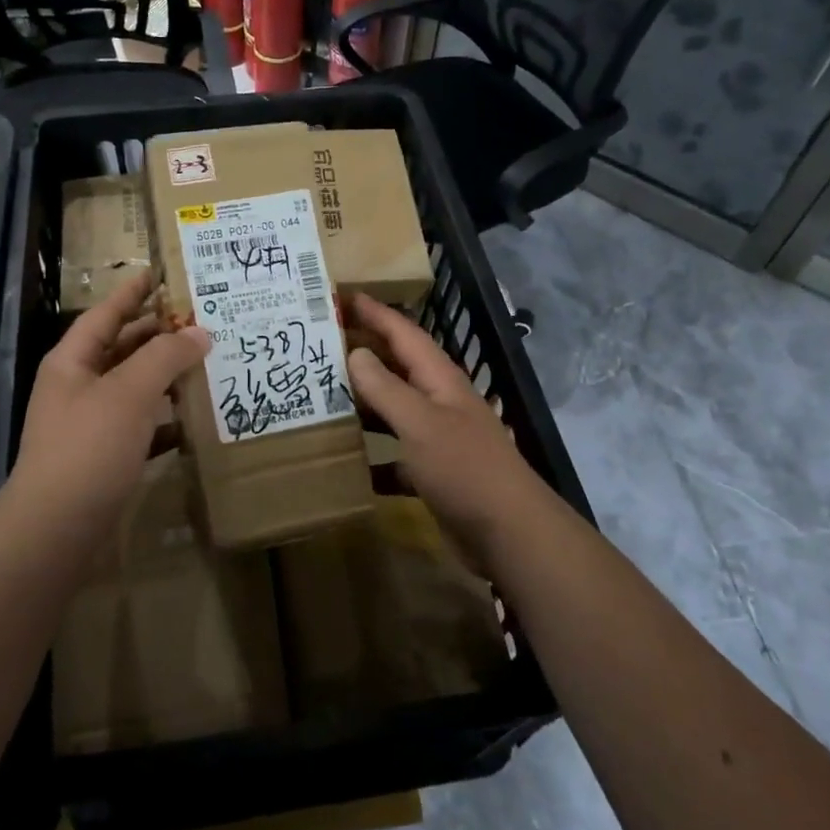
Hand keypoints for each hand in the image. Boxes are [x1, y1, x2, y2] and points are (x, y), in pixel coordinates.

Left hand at [10, 270, 208, 522]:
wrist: (57, 527)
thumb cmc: (89, 447)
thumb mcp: (129, 392)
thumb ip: (165, 357)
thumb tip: (200, 332)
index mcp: (73, 362)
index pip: (105, 315)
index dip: (131, 293)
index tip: (157, 273)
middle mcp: (78, 387)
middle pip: (121, 349)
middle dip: (157, 334)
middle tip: (198, 319)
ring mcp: (89, 424)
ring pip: (133, 387)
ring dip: (165, 376)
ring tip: (205, 362)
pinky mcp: (104, 457)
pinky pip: (140, 426)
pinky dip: (165, 419)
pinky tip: (193, 420)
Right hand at [345, 293, 549, 550]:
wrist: (509, 533)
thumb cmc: (464, 468)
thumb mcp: (421, 422)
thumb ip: (386, 388)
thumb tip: (356, 353)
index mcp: (439, 380)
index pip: (403, 333)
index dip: (375, 312)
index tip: (341, 295)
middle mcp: (438, 402)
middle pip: (396, 368)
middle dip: (363, 352)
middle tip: (320, 343)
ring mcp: (437, 439)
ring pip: (393, 411)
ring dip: (363, 403)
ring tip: (321, 395)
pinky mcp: (433, 474)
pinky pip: (395, 457)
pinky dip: (372, 457)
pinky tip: (345, 462)